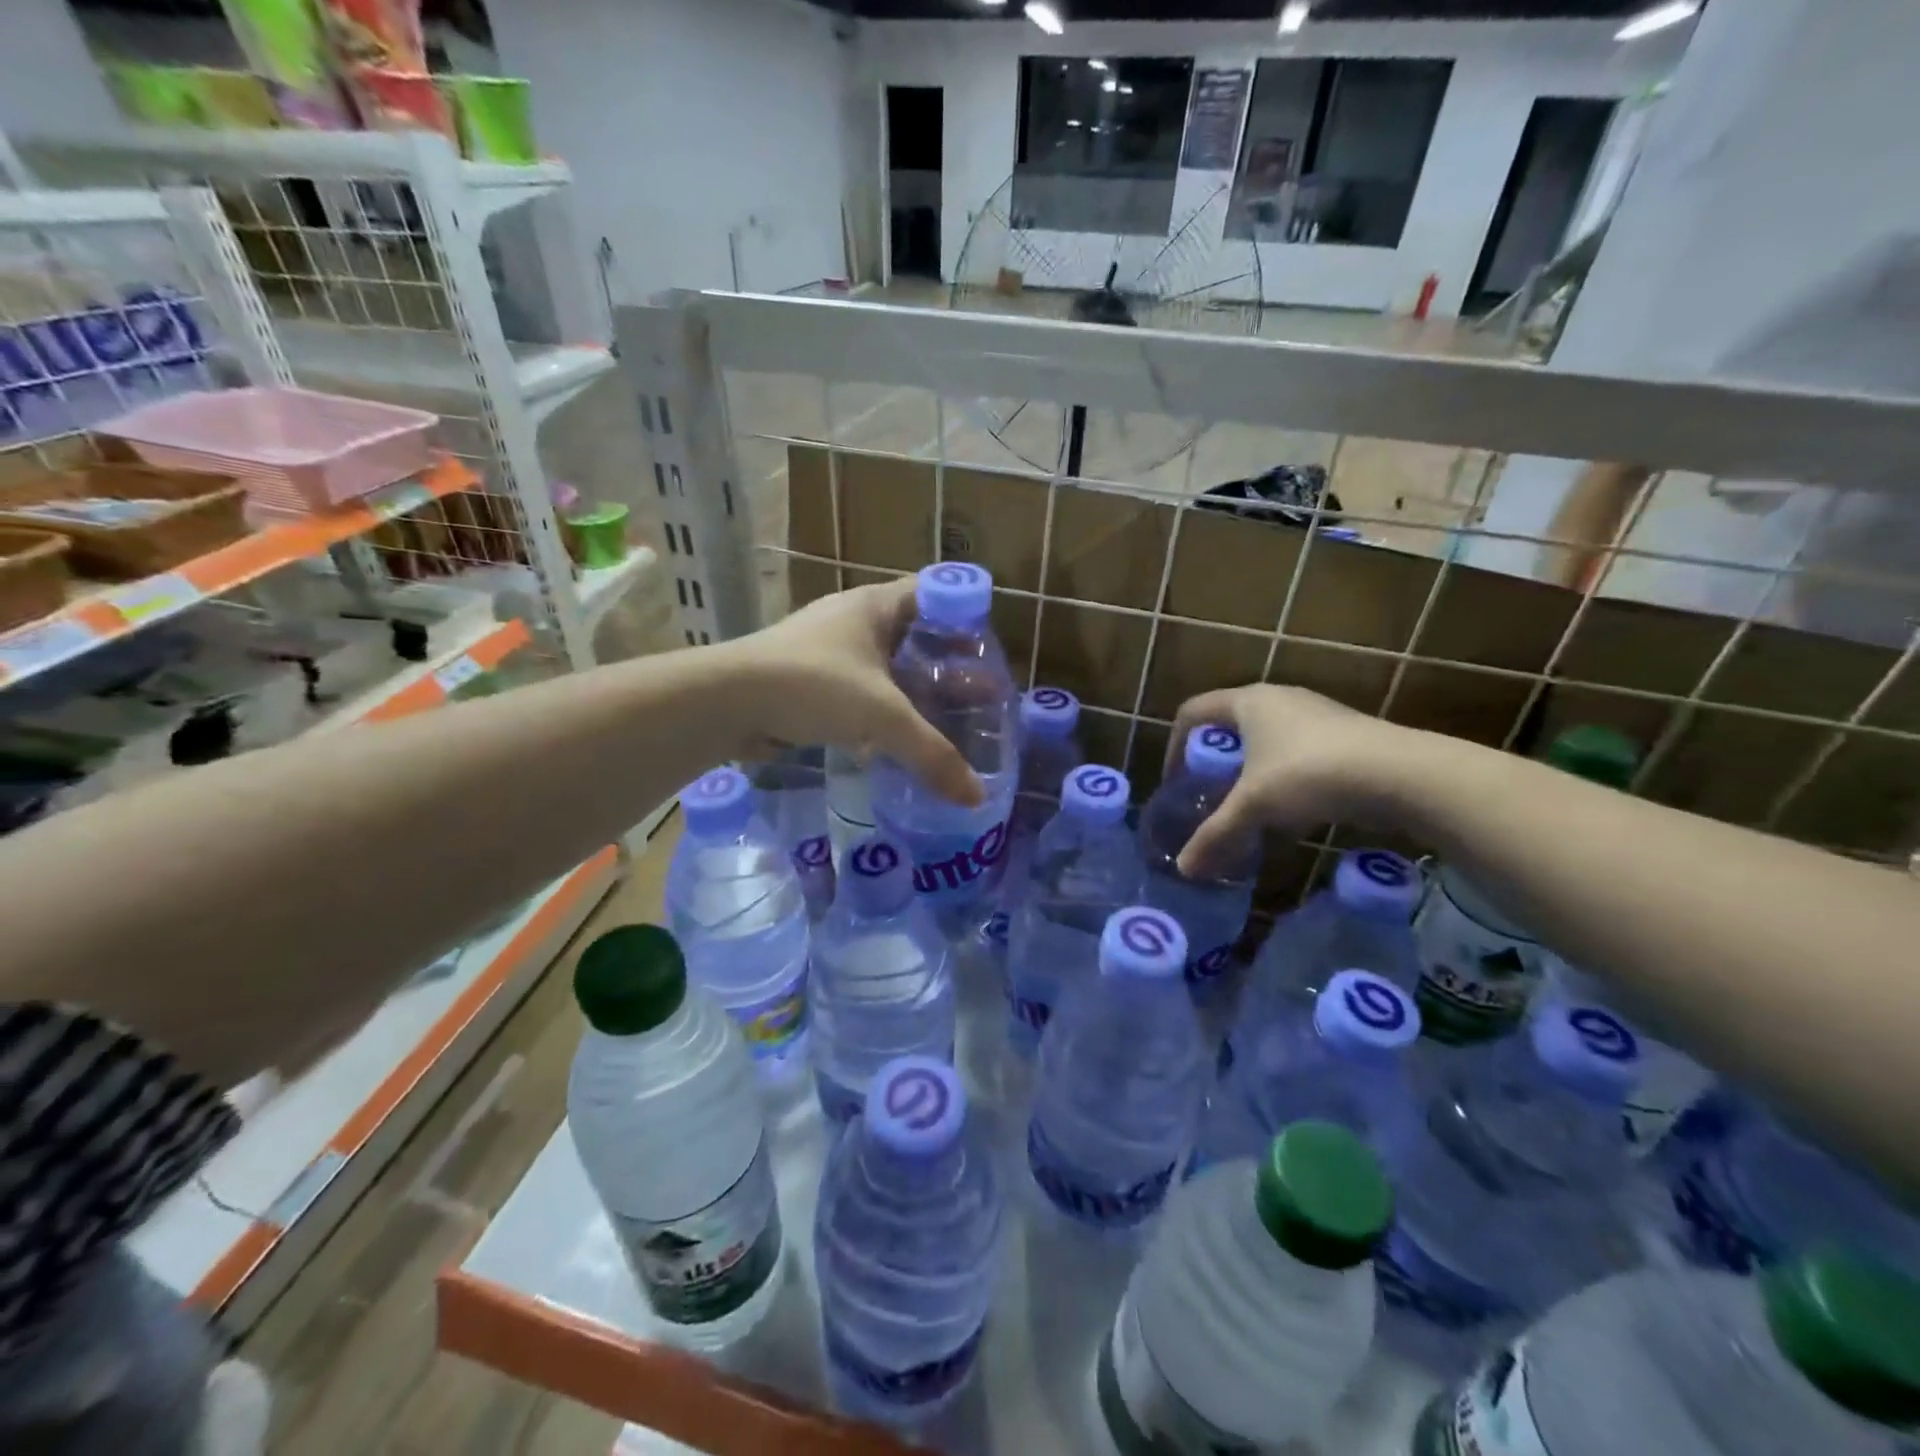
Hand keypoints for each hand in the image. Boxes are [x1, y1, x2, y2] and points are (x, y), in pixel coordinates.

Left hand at [725, 580, 982, 806]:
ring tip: (943, 719)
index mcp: (875, 606)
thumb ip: (932, 754)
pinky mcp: (806, 681)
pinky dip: (880, 709)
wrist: (727, 701)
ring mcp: (825, 649)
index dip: (962, 615)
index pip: (932, 594)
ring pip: (883, 666)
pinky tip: (895, 738)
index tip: (986, 649)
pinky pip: (857, 690)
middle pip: (912, 634)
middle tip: (977, 694)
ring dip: (911, 689)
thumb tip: (976, 798)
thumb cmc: (814, 686)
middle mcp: (851, 619)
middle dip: (943, 663)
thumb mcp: (884, 717)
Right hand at [1167, 684, 1425, 874]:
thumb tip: (1184, 868)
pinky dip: (1280, 778)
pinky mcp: (1342, 735)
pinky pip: (1294, 752)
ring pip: (1264, 741)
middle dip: (1214, 763)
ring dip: (1249, 773)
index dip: (1176, 745)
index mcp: (1248, 702)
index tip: (1177, 782)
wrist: (1399, 774)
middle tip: (1209, 796)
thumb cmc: (1308, 773)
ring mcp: (1313, 714)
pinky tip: (1290, 813)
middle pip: (1228, 726)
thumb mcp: (1254, 806)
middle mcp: (1278, 699)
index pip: (1193, 711)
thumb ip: (1215, 834)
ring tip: (1248, 809)